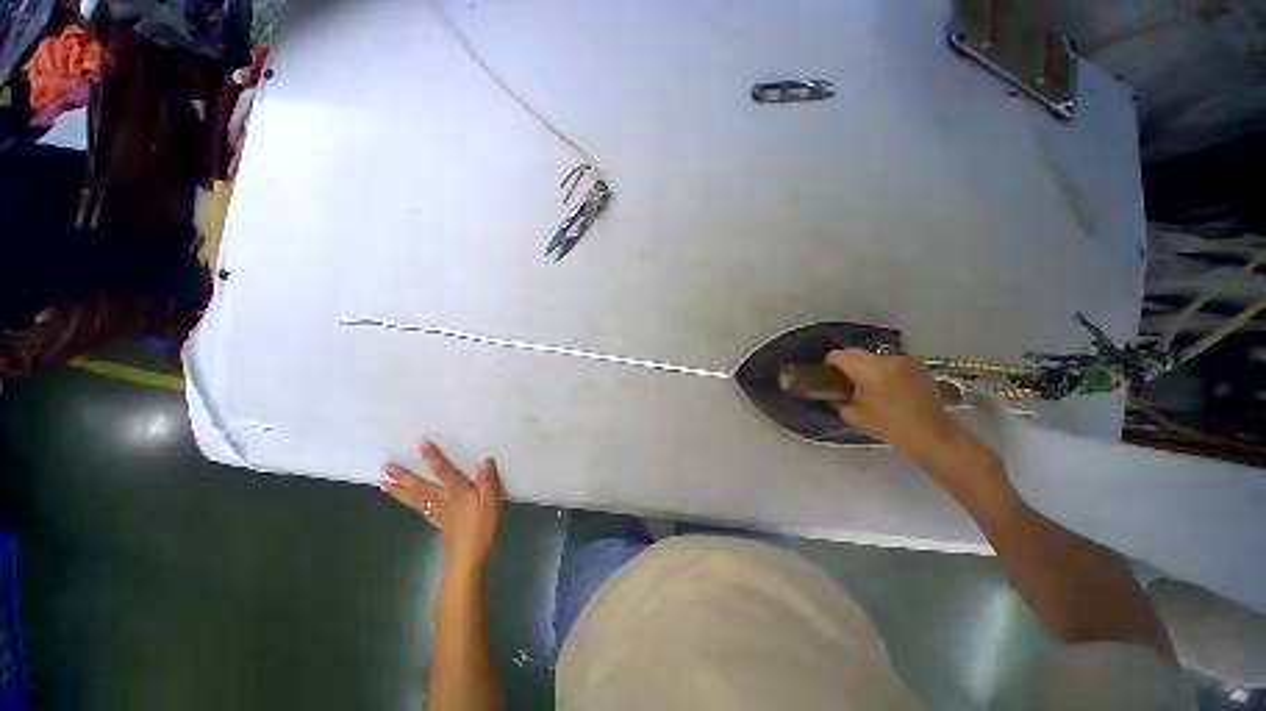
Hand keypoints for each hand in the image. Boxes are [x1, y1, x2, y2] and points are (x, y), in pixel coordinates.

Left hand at [381, 440, 501, 576]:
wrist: (470, 554)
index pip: (443, 470)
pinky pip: (419, 509)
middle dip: (402, 476)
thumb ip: (487, 480)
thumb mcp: (491, 502)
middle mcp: (441, 498)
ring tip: (382, 483)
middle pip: (419, 485)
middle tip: (384, 467)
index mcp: (456, 491)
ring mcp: (436, 511)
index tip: (419, 444)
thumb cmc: (481, 527)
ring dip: (397, 490)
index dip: (433, 457)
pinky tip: (402, 500)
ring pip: (413, 498)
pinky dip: (408, 503)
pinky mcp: (435, 522)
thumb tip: (484, 459)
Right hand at [826, 348, 965, 460]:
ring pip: (878, 358)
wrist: (929, 432)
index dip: (831, 364)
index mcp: (868, 371)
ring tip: (877, 389)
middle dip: (851, 365)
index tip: (830, 377)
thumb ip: (841, 402)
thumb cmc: (891, 428)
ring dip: (872, 368)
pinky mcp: (917, 363)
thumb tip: (836, 393)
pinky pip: (895, 363)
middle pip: (859, 353)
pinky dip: (891, 372)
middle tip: (850, 384)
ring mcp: (903, 359)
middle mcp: (886, 359)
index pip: (840, 355)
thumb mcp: (858, 419)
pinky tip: (896, 390)